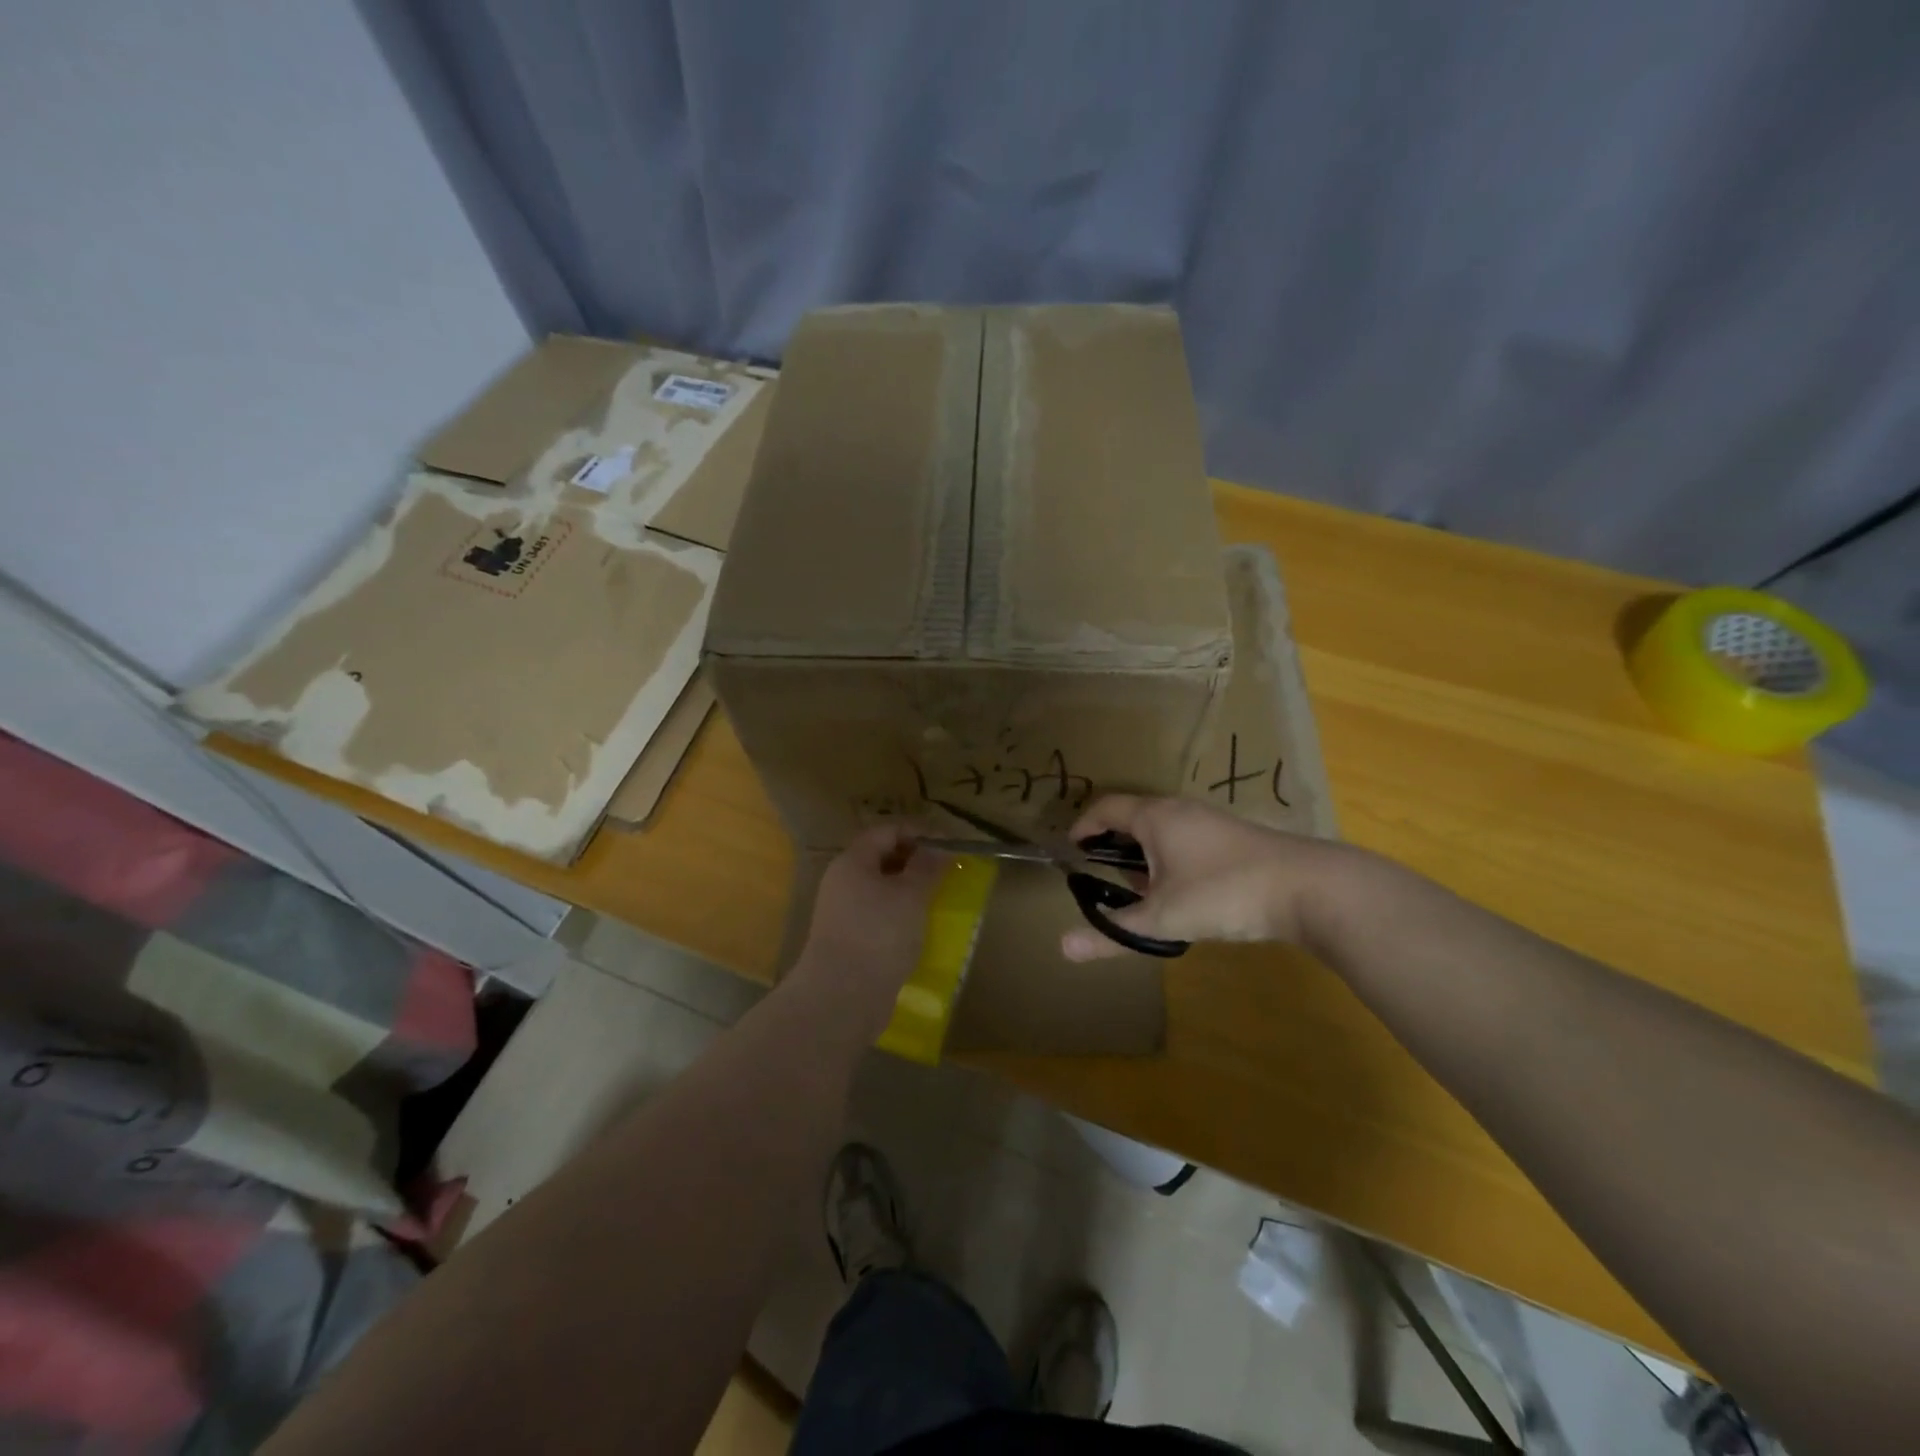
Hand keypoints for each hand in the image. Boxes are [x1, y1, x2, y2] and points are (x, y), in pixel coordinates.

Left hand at [793, 825, 945, 1031]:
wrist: (841, 998)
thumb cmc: (878, 935)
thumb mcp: (910, 896)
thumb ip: (926, 866)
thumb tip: (938, 845)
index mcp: (852, 862)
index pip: (886, 831)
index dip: (918, 832)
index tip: (949, 844)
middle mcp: (842, 882)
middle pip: (882, 858)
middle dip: (915, 860)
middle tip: (947, 871)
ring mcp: (843, 912)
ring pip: (881, 888)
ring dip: (909, 889)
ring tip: (938, 898)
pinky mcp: (849, 939)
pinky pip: (878, 914)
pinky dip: (900, 914)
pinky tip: (919, 927)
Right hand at [1060, 795, 1353, 961]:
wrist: (1309, 888)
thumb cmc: (1223, 892)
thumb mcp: (1162, 917)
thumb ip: (1113, 932)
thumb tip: (1063, 948)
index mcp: (1155, 816)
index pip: (1105, 808)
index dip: (1083, 826)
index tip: (1069, 849)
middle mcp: (1179, 809)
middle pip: (1132, 816)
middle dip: (1111, 842)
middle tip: (1097, 872)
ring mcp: (1209, 820)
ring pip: (1161, 828)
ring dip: (1141, 852)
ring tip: (1135, 888)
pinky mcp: (1232, 837)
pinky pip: (1184, 838)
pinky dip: (1167, 857)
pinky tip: (1177, 891)